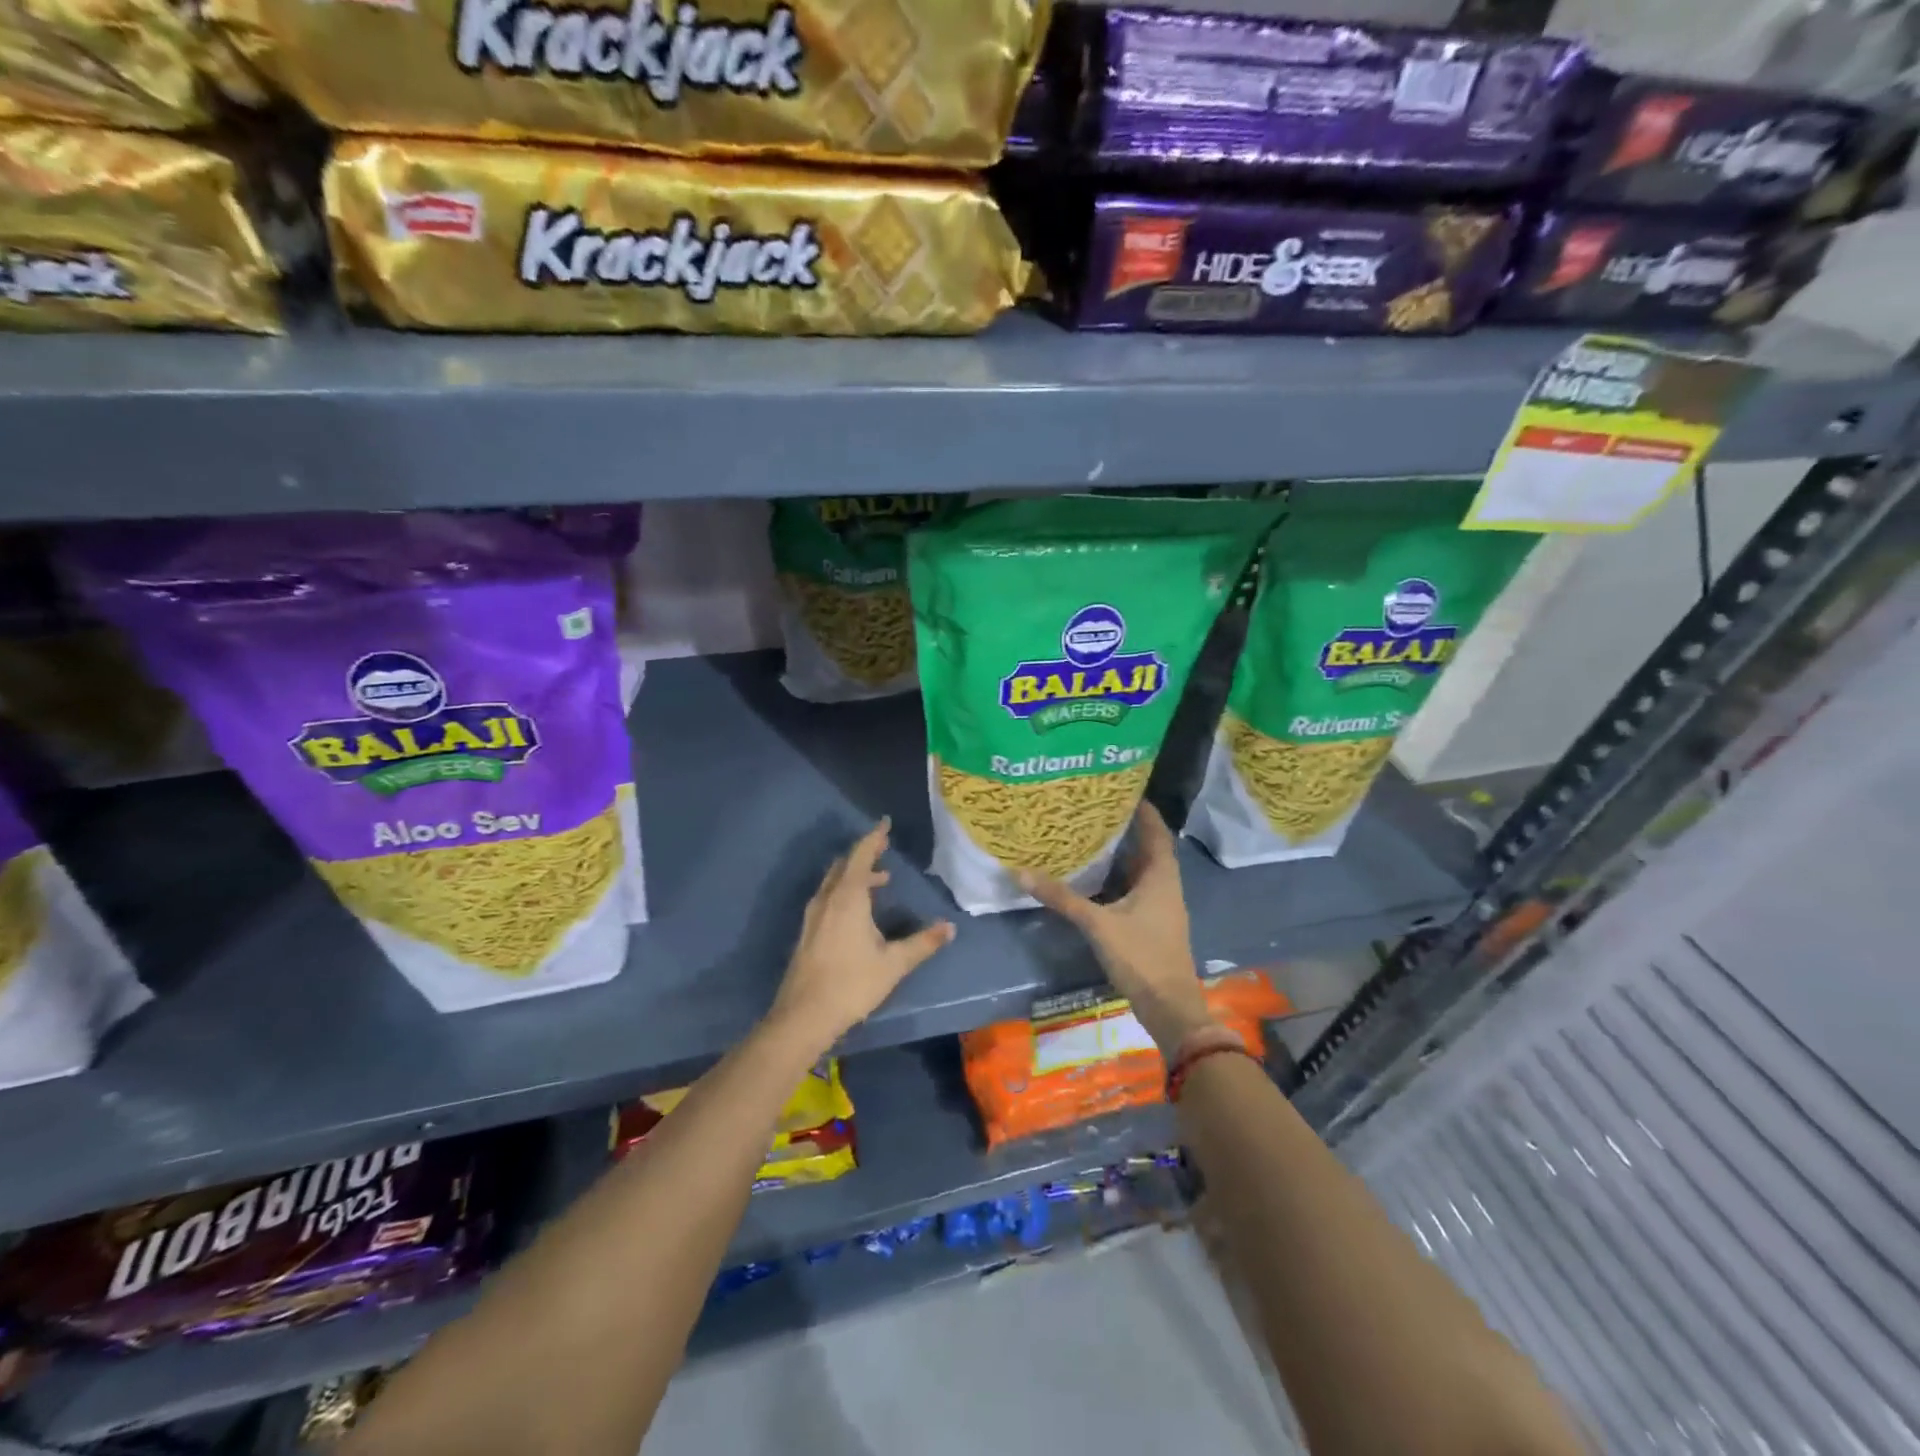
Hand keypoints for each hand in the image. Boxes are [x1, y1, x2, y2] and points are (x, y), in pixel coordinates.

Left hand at [768, 817, 954, 1049]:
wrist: (803, 1016)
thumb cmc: (852, 984)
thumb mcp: (894, 964)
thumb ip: (922, 943)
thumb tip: (949, 927)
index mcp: (848, 897)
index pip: (862, 856)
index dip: (874, 838)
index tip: (885, 823)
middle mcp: (828, 899)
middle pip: (845, 865)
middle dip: (865, 853)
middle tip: (884, 847)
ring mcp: (813, 915)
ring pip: (834, 881)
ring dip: (855, 874)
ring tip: (880, 880)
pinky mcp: (808, 932)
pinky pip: (828, 896)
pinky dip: (845, 890)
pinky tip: (858, 909)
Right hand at [1019, 803, 1212, 1051]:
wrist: (1169, 1007)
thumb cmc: (1142, 956)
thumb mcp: (1098, 924)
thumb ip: (1062, 898)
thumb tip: (1021, 872)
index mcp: (1161, 875)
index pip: (1155, 830)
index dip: (1142, 808)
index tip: (1119, 788)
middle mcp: (1164, 885)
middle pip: (1146, 847)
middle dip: (1123, 828)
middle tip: (1092, 809)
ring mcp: (1159, 906)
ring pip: (1138, 870)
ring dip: (1118, 854)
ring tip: (1087, 836)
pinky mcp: (1150, 923)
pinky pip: (1132, 890)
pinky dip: (1115, 879)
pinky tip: (1091, 879)